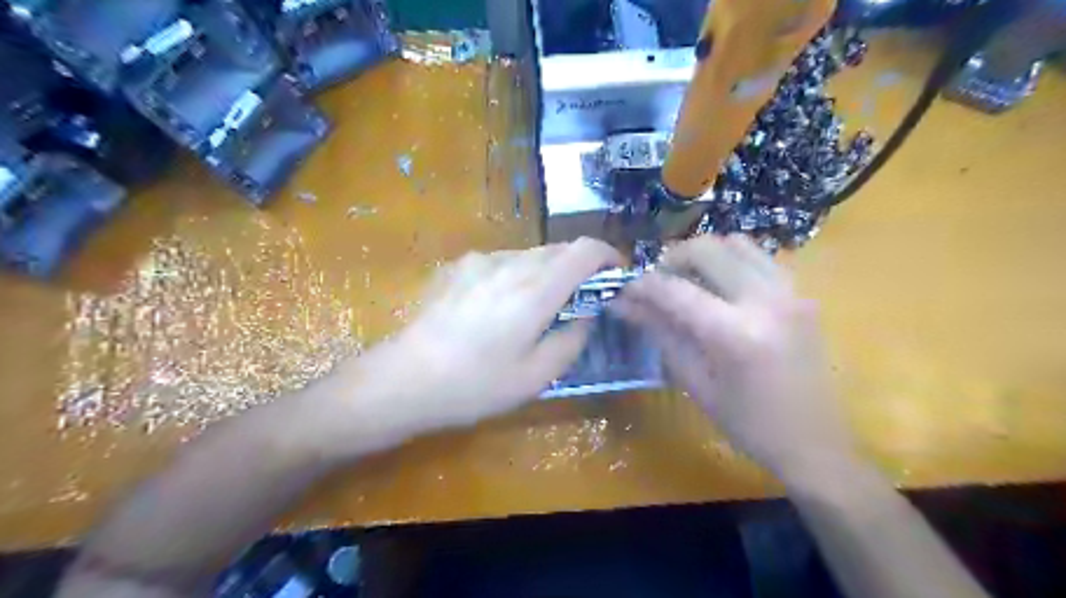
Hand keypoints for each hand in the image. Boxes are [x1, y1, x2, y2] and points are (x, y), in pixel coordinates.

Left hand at [342, 238, 620, 437]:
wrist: (405, 378)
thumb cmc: (475, 384)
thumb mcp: (536, 376)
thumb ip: (572, 340)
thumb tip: (585, 316)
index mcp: (535, 289)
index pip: (585, 250)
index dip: (608, 257)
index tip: (615, 277)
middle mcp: (510, 263)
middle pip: (558, 250)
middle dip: (578, 269)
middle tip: (577, 302)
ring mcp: (480, 261)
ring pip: (529, 255)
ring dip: (545, 273)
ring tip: (535, 309)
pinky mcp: (458, 267)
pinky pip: (502, 261)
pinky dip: (517, 274)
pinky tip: (498, 306)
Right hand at [614, 234, 855, 480]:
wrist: (816, 442)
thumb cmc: (749, 424)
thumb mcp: (695, 382)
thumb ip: (660, 334)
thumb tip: (624, 305)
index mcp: (735, 333)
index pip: (675, 291)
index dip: (642, 286)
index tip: (623, 290)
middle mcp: (766, 299)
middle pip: (706, 249)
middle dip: (671, 260)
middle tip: (656, 284)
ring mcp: (790, 290)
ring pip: (735, 242)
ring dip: (702, 255)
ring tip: (687, 280)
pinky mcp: (801, 292)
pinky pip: (758, 256)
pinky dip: (730, 260)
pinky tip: (719, 286)